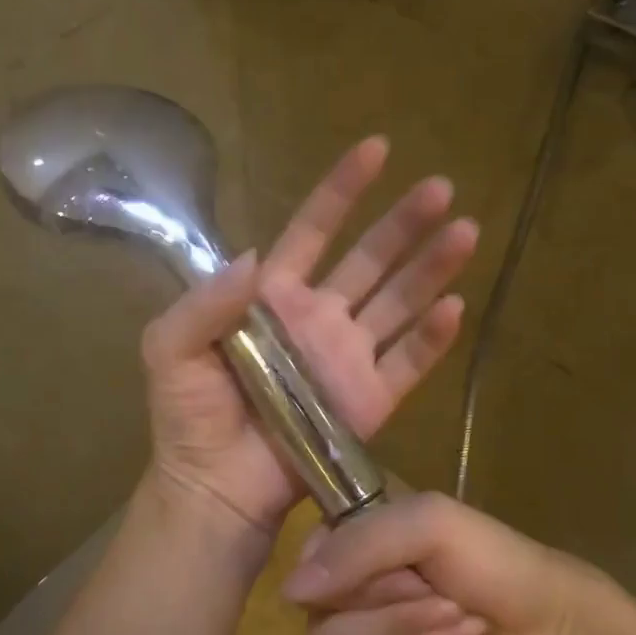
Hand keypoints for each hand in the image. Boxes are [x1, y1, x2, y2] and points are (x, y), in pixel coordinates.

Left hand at [143, 137, 476, 535]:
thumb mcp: (170, 347)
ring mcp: (348, 358)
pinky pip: (408, 363)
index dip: (342, 190)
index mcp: (273, 296)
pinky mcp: (371, 400)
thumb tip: (255, 255)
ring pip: (399, 302)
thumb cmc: (188, 414)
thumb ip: (205, 300)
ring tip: (465, 231)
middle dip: (403, 223)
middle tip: (440, 187)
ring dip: (432, 268)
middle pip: (370, 259)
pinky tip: (454, 307)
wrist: (215, 485)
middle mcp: (318, 318)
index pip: (313, 230)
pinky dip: (432, 338)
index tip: (376, 149)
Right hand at [281, 492, 610, 634]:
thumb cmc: (491, 558)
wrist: (550, 625)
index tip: (401, 573)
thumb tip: (291, 592)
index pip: (304, 579)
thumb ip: (360, 544)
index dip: (351, 586)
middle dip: (395, 623)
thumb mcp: (430, 523)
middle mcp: (348, 600)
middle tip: (444, 601)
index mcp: (349, 549)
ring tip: (463, 627)